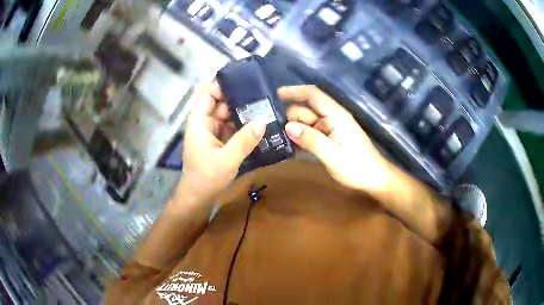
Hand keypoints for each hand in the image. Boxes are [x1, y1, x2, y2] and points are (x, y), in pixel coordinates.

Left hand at [177, 83, 265, 205]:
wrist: (199, 198)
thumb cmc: (206, 178)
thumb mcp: (227, 159)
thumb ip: (245, 140)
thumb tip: (264, 121)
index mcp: (200, 121)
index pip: (209, 93)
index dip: (223, 84)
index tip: (244, 80)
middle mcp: (206, 122)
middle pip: (222, 102)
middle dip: (240, 98)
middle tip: (263, 94)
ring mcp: (214, 131)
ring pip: (229, 115)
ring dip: (244, 112)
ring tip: (266, 106)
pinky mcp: (221, 141)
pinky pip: (233, 127)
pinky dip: (244, 125)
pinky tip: (260, 123)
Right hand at [278, 85, 392, 192]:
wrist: (374, 180)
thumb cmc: (358, 167)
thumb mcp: (333, 155)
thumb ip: (311, 140)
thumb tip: (287, 126)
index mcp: (336, 115)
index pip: (313, 95)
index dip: (294, 91)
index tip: (274, 95)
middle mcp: (331, 118)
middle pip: (305, 110)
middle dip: (288, 117)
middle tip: (269, 131)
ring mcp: (329, 129)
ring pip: (305, 123)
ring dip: (291, 130)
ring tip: (274, 140)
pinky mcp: (328, 139)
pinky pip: (309, 134)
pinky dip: (299, 139)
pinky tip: (288, 148)